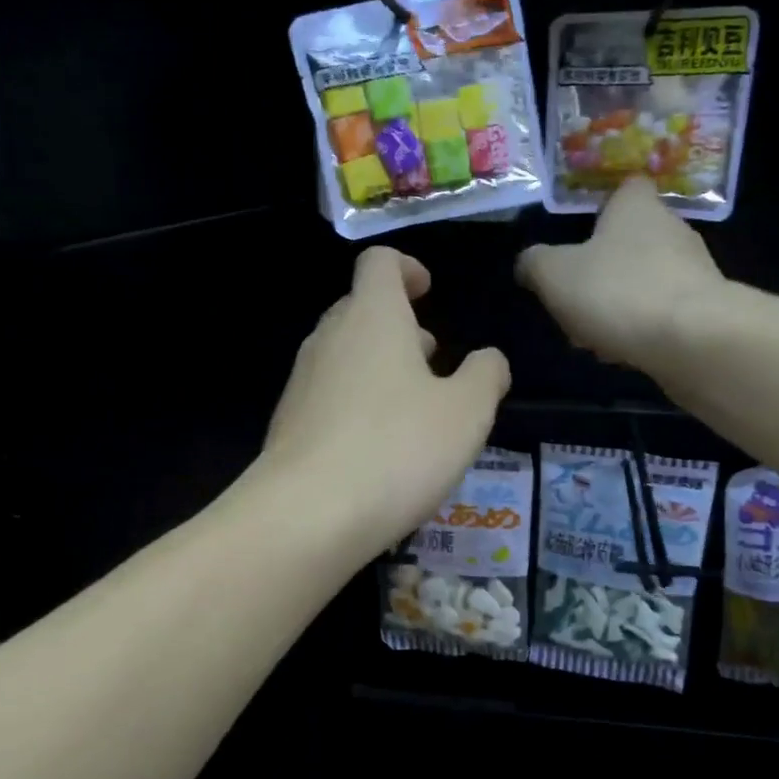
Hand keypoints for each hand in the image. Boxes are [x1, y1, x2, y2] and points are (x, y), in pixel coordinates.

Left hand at [263, 247, 510, 556]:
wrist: (307, 515)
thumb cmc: (398, 449)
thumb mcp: (467, 413)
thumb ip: (486, 375)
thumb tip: (489, 359)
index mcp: (372, 317)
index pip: (380, 263)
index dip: (407, 268)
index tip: (429, 292)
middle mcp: (329, 338)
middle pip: (360, 308)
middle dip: (399, 325)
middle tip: (433, 358)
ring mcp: (302, 382)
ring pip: (344, 355)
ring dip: (380, 366)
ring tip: (414, 408)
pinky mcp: (289, 424)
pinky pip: (329, 396)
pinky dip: (358, 404)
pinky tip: (380, 449)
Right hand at [516, 175, 724, 369]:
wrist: (693, 340)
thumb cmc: (618, 291)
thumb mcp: (554, 274)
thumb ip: (535, 263)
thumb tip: (528, 263)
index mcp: (637, 207)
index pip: (626, 188)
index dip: (603, 206)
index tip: (582, 234)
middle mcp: (672, 228)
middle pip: (632, 240)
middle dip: (603, 270)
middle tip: (575, 300)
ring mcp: (694, 270)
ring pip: (646, 280)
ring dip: (619, 304)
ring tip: (594, 338)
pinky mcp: (705, 309)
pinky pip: (663, 312)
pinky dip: (642, 328)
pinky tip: (625, 353)